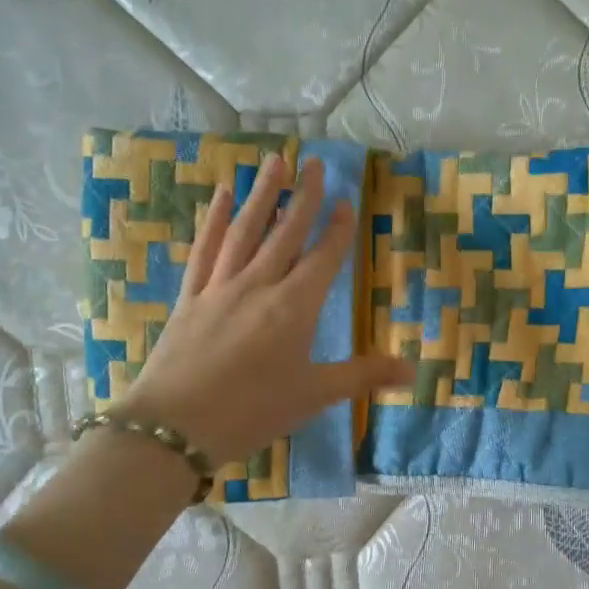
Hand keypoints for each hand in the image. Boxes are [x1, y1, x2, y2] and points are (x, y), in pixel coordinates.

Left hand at [117, 153, 412, 463]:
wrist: (175, 426)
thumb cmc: (253, 411)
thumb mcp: (314, 395)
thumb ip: (363, 376)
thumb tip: (413, 369)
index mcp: (294, 307)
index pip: (322, 258)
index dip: (337, 230)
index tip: (346, 201)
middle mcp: (259, 285)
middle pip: (286, 233)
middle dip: (304, 197)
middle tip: (315, 162)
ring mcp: (220, 287)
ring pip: (246, 231)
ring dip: (262, 194)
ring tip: (274, 162)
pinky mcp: (190, 297)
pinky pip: (205, 249)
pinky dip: (214, 220)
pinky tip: (220, 196)